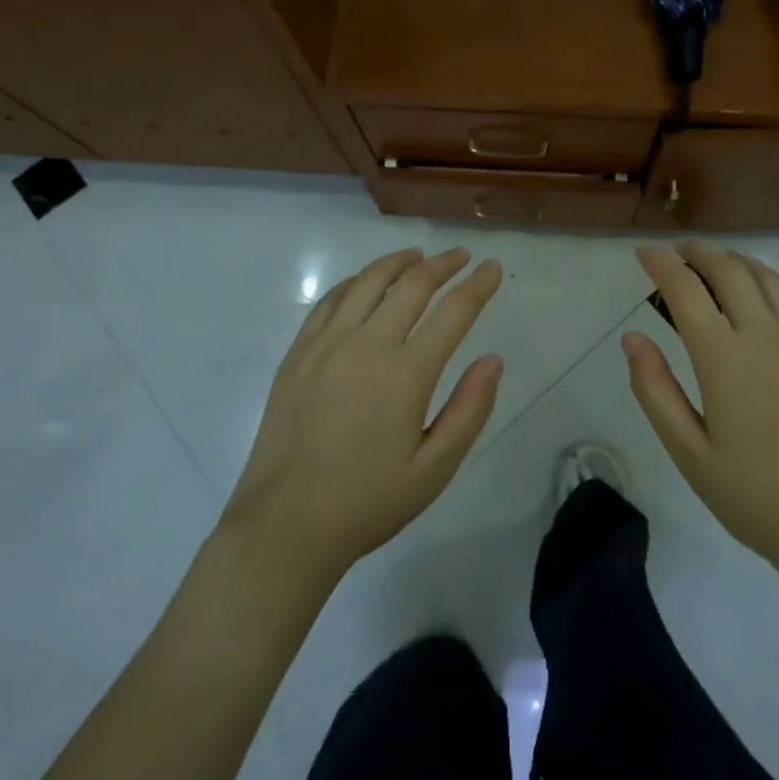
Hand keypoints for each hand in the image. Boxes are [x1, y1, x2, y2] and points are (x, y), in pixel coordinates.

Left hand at [222, 247, 503, 585]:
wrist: (285, 524)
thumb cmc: (368, 501)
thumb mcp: (435, 469)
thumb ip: (469, 410)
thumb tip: (493, 359)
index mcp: (407, 374)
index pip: (453, 312)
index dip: (478, 285)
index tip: (492, 267)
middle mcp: (368, 344)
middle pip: (412, 285)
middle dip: (443, 264)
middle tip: (462, 256)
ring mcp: (327, 344)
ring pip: (368, 282)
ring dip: (398, 262)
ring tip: (418, 256)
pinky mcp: (299, 352)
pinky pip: (330, 299)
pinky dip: (355, 281)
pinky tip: (365, 282)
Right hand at [626, 240, 778, 585]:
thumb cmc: (756, 497)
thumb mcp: (689, 454)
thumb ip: (655, 391)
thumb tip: (633, 338)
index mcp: (724, 358)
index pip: (685, 289)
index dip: (660, 264)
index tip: (643, 253)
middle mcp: (765, 334)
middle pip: (728, 268)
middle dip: (697, 251)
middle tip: (676, 251)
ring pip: (765, 275)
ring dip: (733, 259)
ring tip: (713, 261)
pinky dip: (767, 281)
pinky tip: (759, 295)